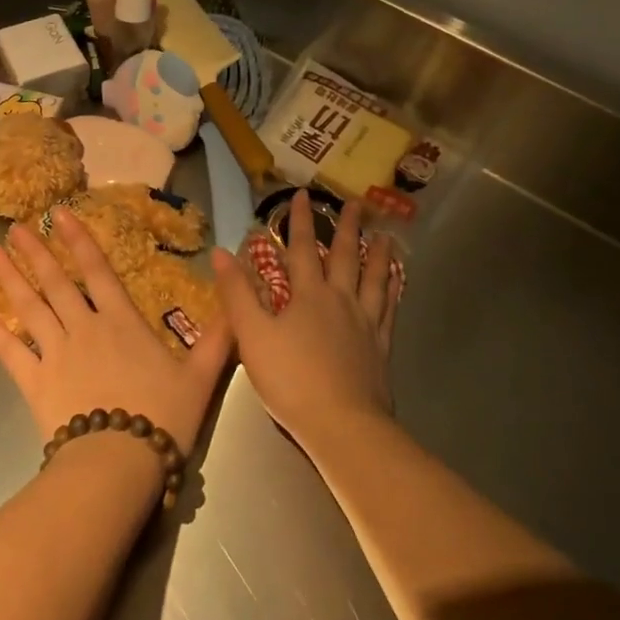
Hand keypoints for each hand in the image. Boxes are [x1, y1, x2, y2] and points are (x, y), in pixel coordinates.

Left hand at [0, 212, 232, 454]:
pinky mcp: (34, 381)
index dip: (78, 239)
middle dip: (35, 252)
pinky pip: (9, 351)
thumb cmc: (162, 416)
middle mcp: (84, 327)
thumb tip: (237, 308)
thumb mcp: (200, 377)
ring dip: (10, 278)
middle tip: (15, 226)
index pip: (97, 270)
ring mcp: (56, 352)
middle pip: (56, 282)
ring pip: (29, 307)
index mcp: (121, 321)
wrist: (120, 462)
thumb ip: (218, 340)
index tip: (58, 214)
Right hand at [212, 190, 401, 444]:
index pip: (302, 248)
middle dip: (347, 228)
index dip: (300, 220)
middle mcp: (340, 300)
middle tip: (358, 202)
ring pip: (374, 279)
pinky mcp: (381, 348)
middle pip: (344, 256)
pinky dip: (393, 291)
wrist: (342, 425)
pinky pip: (389, 310)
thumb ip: (237, 293)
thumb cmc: (291, 378)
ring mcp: (365, 323)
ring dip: (378, 254)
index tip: (304, 194)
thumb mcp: (252, 335)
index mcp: (308, 295)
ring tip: (386, 236)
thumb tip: (221, 252)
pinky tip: (397, 284)